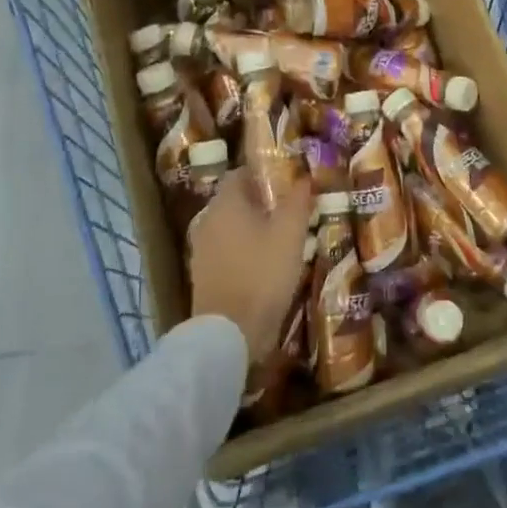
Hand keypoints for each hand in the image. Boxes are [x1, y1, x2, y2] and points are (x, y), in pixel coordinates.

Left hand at [188, 166, 311, 361]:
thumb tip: (304, 177)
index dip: (264, 173)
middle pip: (236, 200)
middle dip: (262, 201)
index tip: (289, 180)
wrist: (229, 334)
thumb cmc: (262, 274)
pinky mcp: (203, 276)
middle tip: (291, 209)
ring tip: (283, 237)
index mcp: (225, 203)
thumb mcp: (290, 234)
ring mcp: (202, 250)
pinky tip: (266, 263)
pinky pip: (227, 250)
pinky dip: (244, 250)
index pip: (240, 173)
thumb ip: (297, 201)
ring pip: (231, 227)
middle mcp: (208, 220)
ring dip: (253, 227)